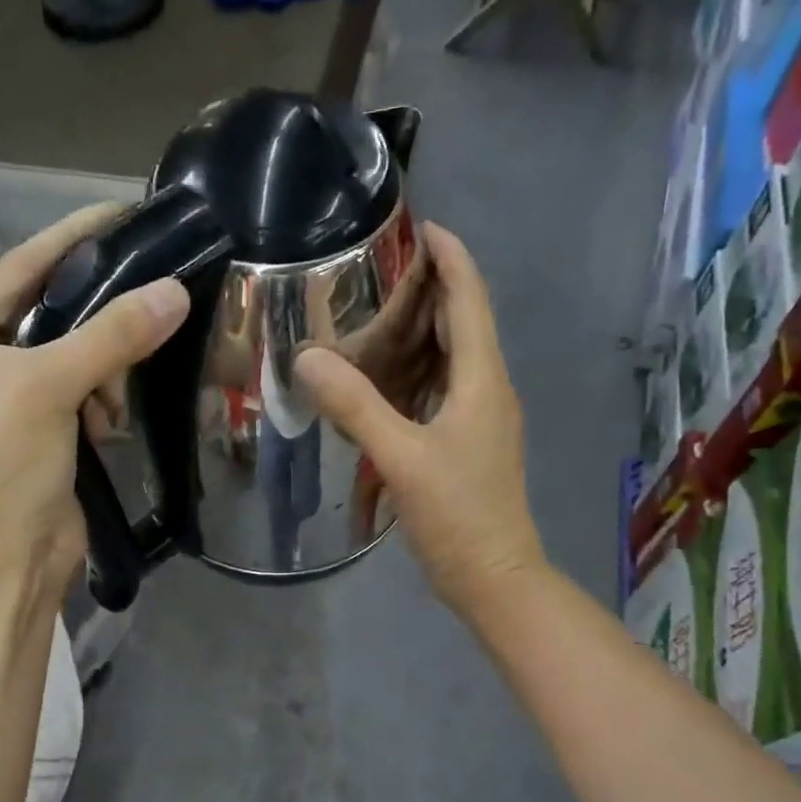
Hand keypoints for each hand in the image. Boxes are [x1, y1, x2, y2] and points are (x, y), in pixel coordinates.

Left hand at [0, 203, 189, 590]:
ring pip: (71, 355)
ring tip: (108, 404)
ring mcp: (5, 399)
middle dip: (94, 323)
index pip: (16, 270)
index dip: (69, 240)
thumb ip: (113, 335)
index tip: (120, 212)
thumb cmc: (8, 466)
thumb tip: (175, 291)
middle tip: (142, 309)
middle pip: (47, 314)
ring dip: (100, 373)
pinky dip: (99, 402)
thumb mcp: (53, 388)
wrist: (14, 558)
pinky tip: (106, 426)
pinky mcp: (38, 430)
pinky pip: (80, 392)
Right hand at [295, 223, 545, 618]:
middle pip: (462, 323)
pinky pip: (441, 392)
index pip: (469, 298)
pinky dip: (414, 375)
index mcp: (481, 380)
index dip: (449, 256)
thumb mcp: (400, 458)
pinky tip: (381, 384)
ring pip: (451, 359)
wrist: (494, 577)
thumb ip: (356, 407)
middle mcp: (487, 390)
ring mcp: (480, 419)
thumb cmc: (458, 515)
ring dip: (420, 333)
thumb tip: (307, 357)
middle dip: (427, 290)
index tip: (419, 224)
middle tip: (375, 271)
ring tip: (372, 317)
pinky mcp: (468, 445)